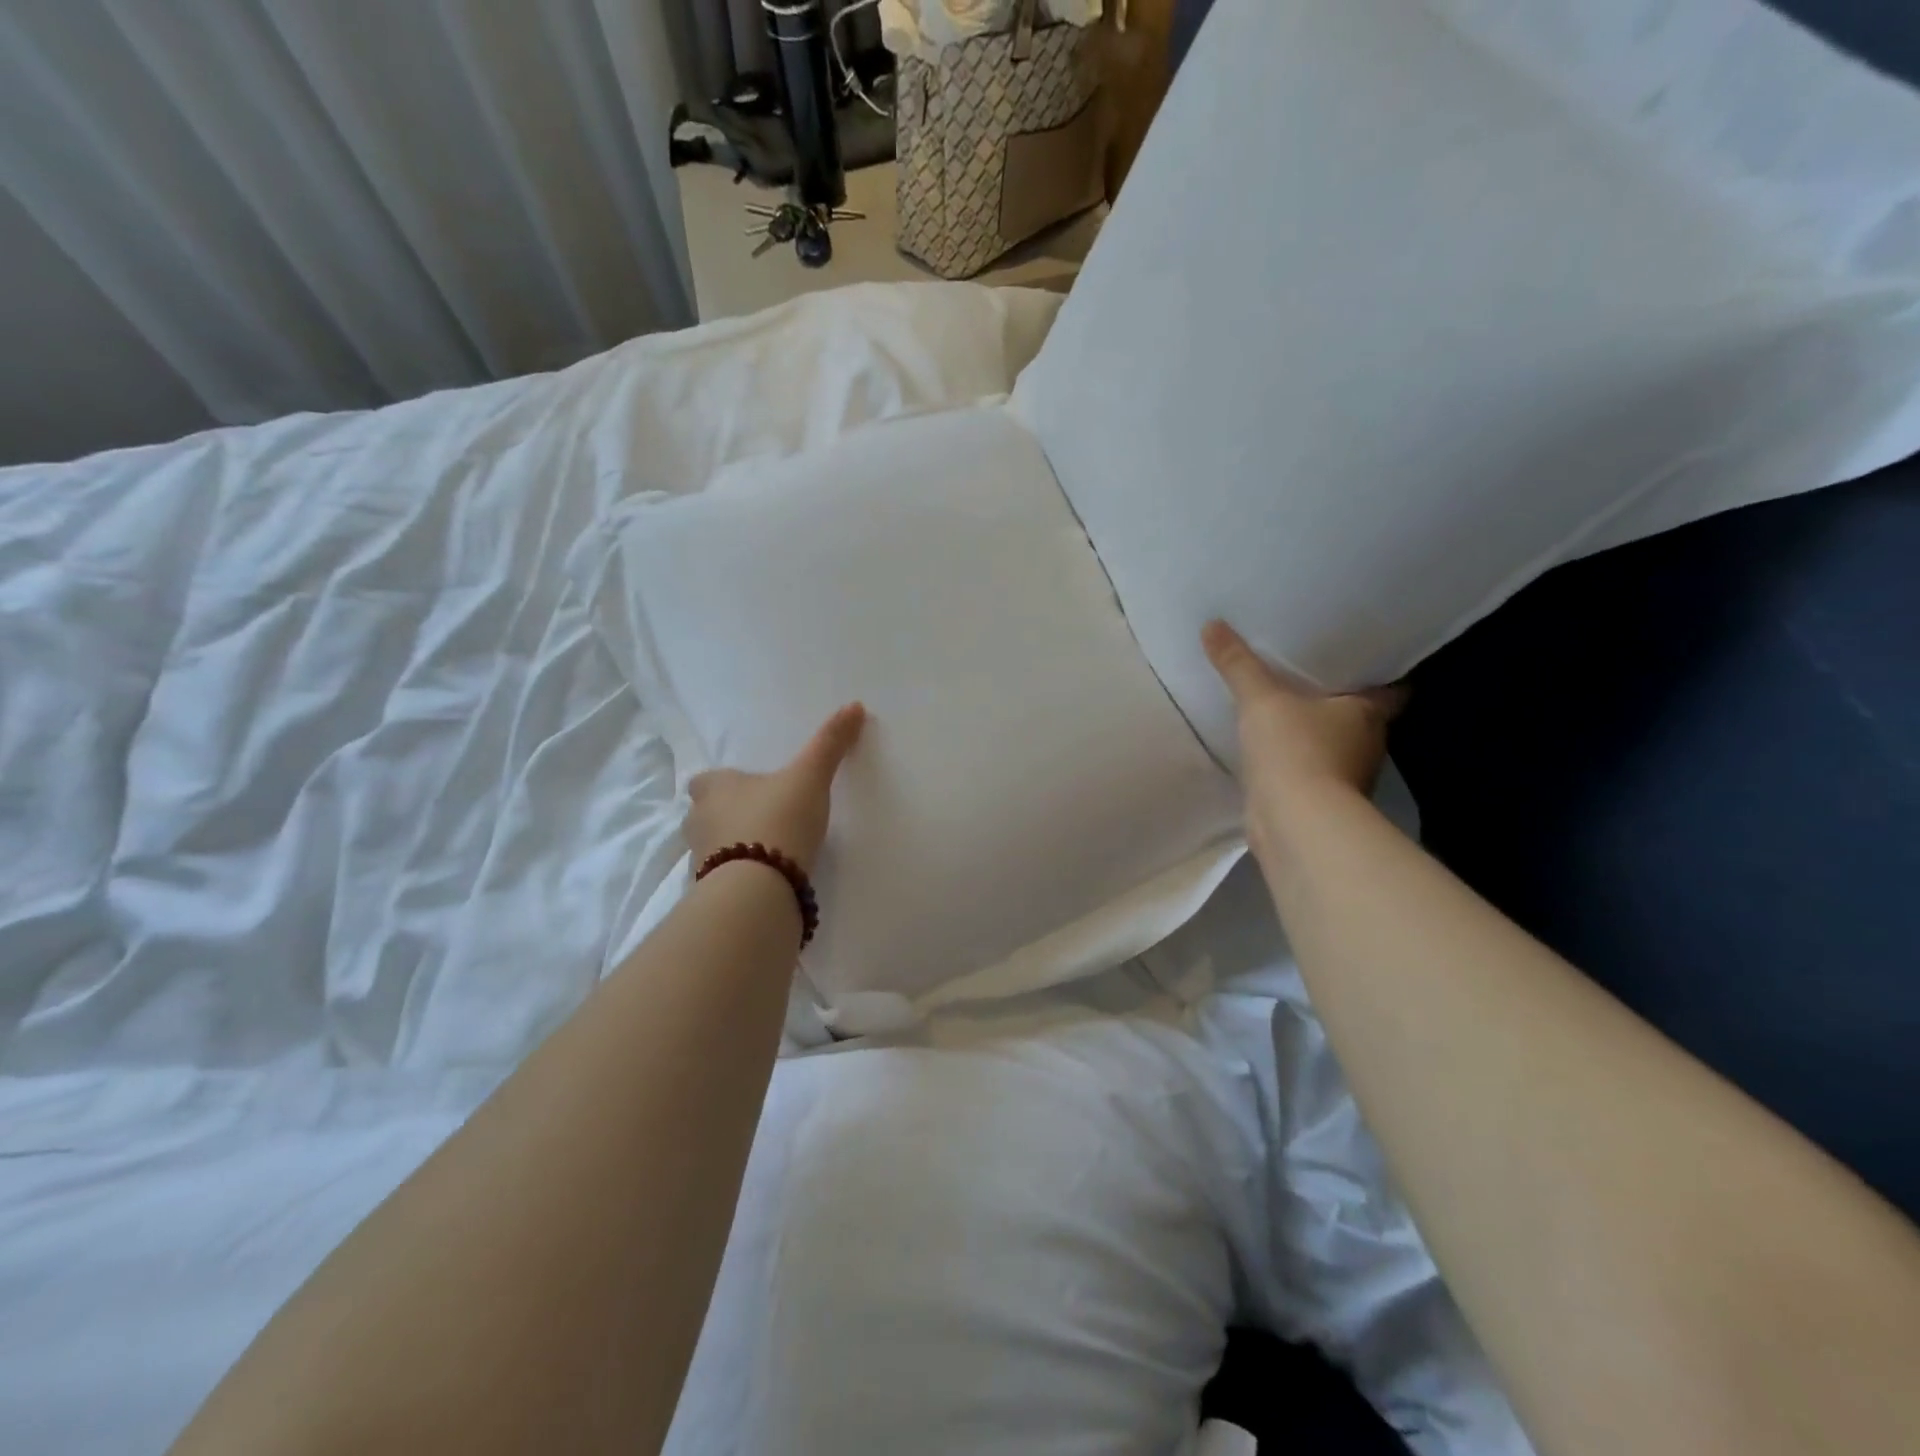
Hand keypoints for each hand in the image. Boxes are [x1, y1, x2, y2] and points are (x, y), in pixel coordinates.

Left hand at [684, 704, 866, 874]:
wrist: (758, 889)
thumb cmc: (777, 820)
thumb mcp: (809, 777)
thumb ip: (829, 744)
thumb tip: (855, 705)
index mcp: (713, 788)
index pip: (706, 780)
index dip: (724, 783)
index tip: (749, 789)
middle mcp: (698, 821)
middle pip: (707, 814)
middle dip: (728, 816)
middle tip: (763, 819)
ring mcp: (700, 860)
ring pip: (714, 847)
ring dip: (734, 848)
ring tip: (769, 852)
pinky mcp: (711, 893)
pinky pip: (724, 879)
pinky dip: (740, 877)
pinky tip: (766, 881)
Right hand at [1203, 621, 1405, 861]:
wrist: (1295, 823)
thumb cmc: (1295, 750)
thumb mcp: (1261, 699)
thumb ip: (1238, 665)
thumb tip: (1212, 625)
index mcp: (1369, 712)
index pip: (1392, 686)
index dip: (1378, 671)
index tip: (1358, 657)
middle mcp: (1368, 744)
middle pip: (1360, 716)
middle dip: (1339, 701)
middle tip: (1310, 676)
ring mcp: (1347, 777)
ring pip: (1335, 746)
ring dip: (1316, 734)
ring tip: (1285, 710)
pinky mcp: (1321, 802)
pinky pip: (1310, 772)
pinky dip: (1297, 763)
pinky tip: (1272, 752)